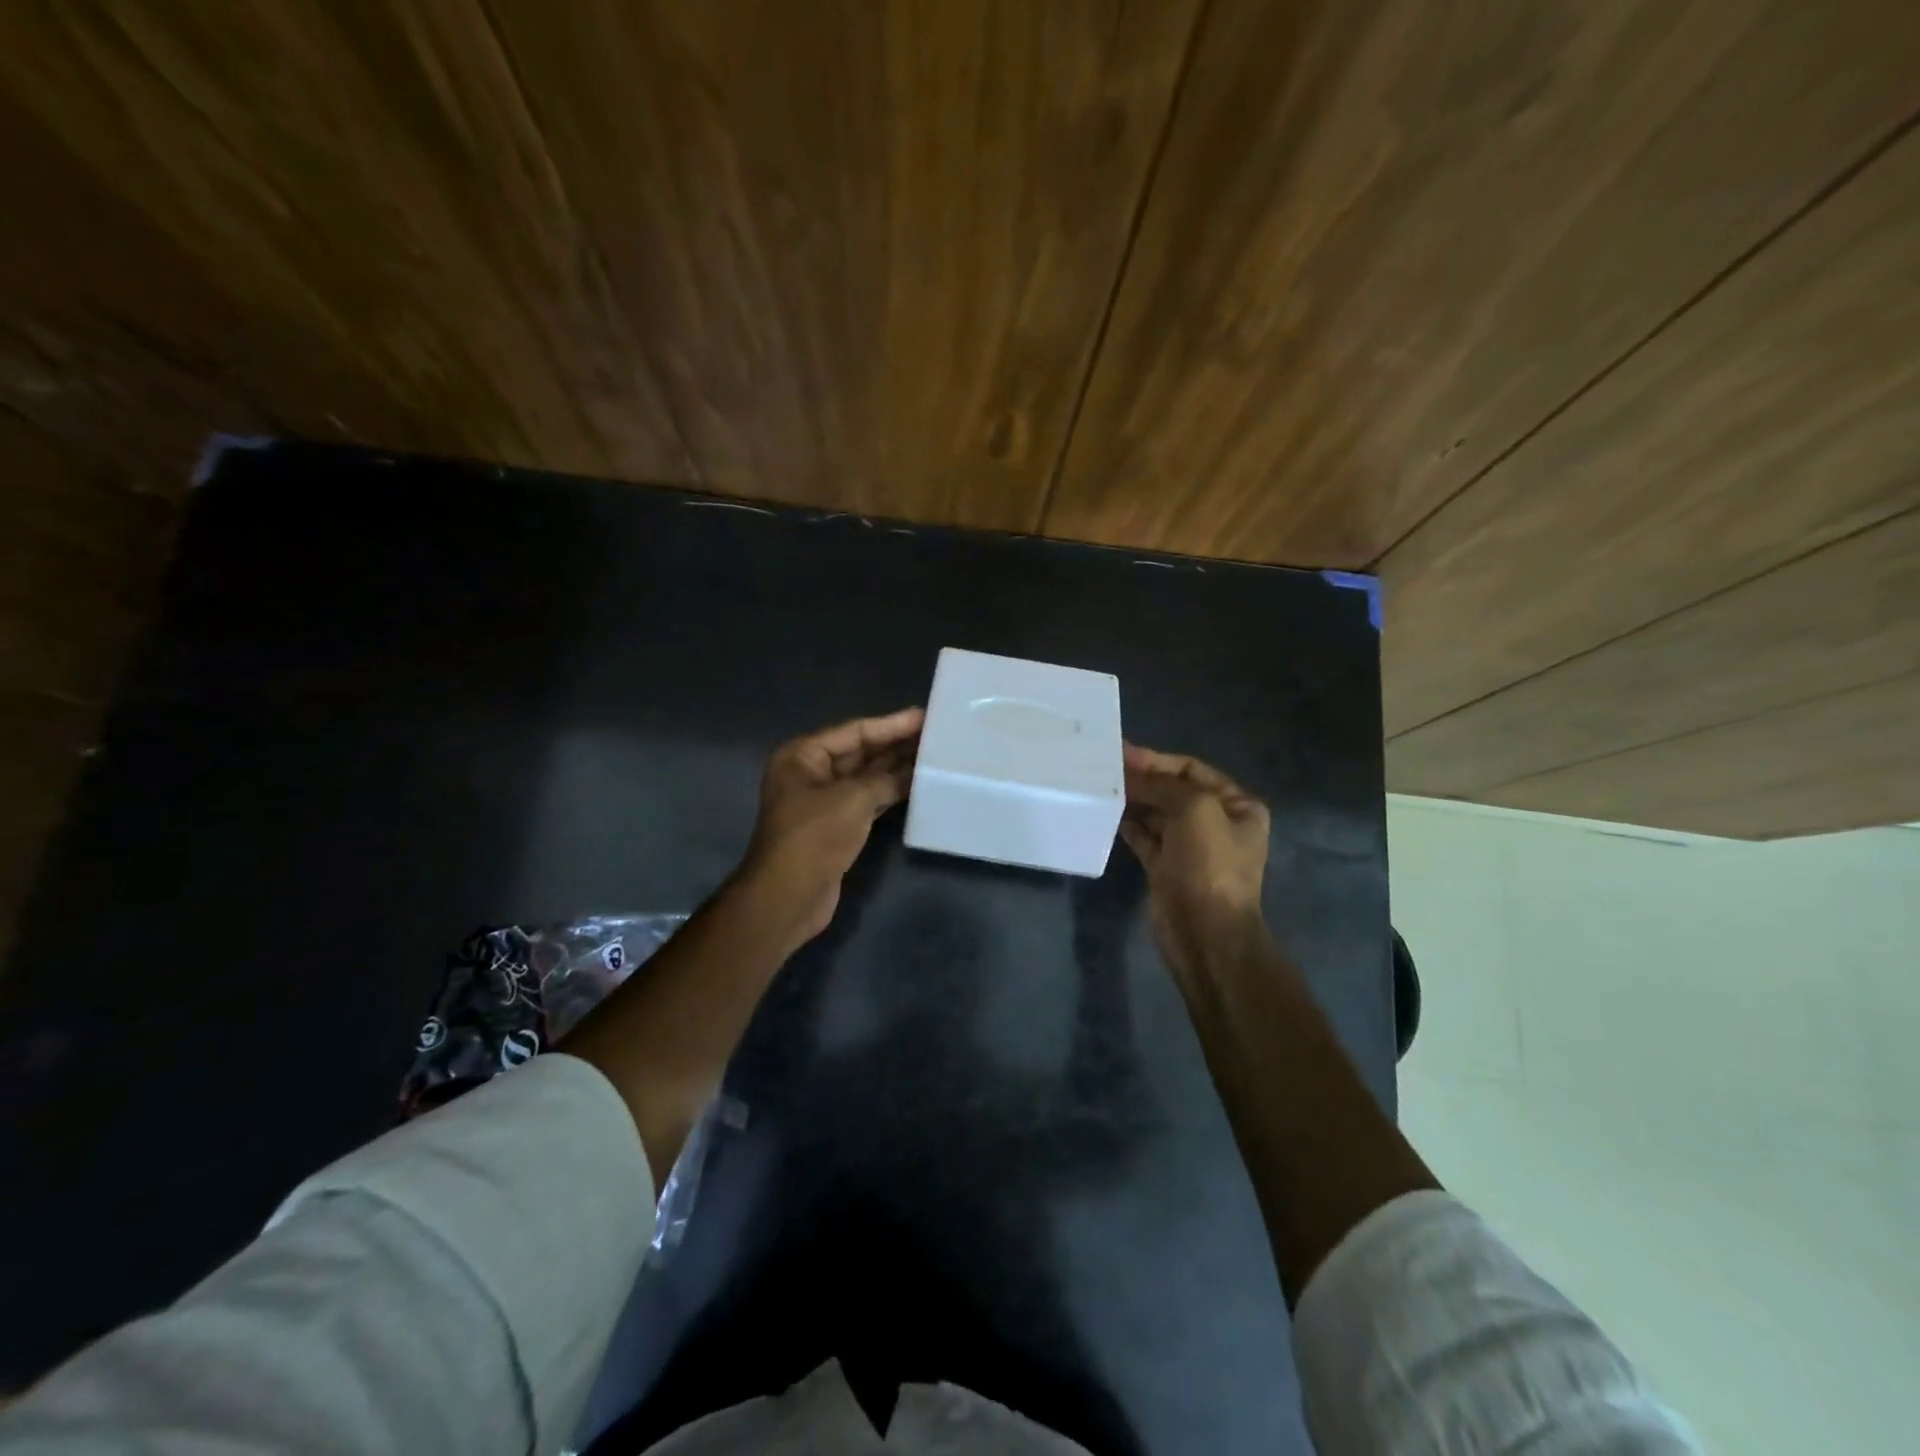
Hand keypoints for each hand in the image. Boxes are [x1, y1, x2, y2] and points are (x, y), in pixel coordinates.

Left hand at [736, 707, 923, 948]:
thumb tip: (914, 770)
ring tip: (933, 756)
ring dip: (895, 769)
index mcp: (803, 756)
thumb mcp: (853, 799)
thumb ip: (885, 778)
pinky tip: (916, 786)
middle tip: (935, 735)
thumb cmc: (814, 837)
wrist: (788, 896)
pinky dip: (889, 793)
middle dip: (895, 744)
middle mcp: (810, 773)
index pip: (854, 731)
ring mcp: (822, 802)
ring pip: (865, 777)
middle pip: (859, 752)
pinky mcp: (835, 826)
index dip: (891, 724)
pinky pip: (867, 801)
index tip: (924, 716)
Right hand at [1120, 743, 1270, 967]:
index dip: (1158, 760)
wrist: (1205, 932)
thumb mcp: (1195, 809)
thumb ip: (1163, 785)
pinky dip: (1128, 824)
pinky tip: (1107, 813)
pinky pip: (1144, 837)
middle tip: (1105, 767)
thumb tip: (1133, 775)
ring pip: (1156, 813)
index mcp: (1236, 806)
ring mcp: (1190, 847)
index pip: (1192, 770)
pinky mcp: (1166, 867)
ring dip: (1132, 800)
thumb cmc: (1209, 865)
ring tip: (1101, 786)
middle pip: (1172, 790)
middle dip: (1142, 779)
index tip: (1123, 752)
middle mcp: (1216, 823)